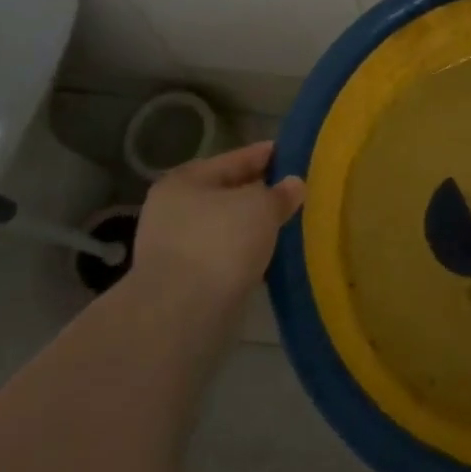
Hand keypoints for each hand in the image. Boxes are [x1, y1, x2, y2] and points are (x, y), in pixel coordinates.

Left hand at [128, 141, 304, 318]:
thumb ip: (280, 193)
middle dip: (261, 194)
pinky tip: (270, 257)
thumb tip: (294, 184)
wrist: (181, 316)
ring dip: (253, 228)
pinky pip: (223, 257)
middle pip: (228, 194)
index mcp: (186, 180)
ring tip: (289, 226)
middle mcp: (174, 209)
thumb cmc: (220, 244)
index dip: (267, 155)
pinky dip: (244, 255)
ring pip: (226, 228)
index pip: (235, 158)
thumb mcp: (261, 207)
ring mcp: (175, 248)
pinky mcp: (183, 282)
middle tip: (296, 193)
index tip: (295, 155)